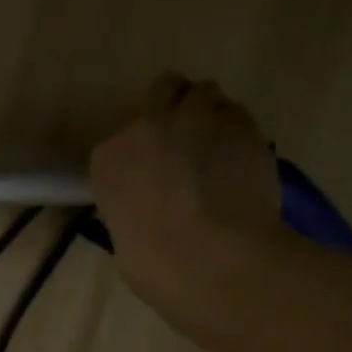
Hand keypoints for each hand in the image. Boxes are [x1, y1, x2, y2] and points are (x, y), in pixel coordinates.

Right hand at [88, 74, 282, 328]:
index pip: (124, 134)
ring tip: (219, 149)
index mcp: (108, 159)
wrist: (212, 259)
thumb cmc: (154, 262)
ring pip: (206, 94)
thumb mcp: (122, 230)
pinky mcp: (243, 126)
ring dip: (210, 115)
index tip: (153, 166)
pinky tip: (241, 162)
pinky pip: (239, 116)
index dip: (143, 146)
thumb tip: (150, 200)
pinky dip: (238, 133)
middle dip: (176, 107)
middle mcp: (147, 127)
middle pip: (165, 89)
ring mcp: (198, 120)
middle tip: (188, 140)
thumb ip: (133, 199)